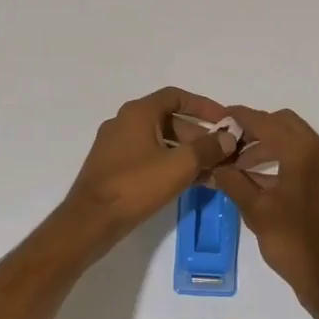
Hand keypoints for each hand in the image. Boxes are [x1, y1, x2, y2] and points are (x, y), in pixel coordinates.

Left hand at [61, 87, 239, 248]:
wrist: (91, 221)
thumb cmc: (135, 185)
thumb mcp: (179, 166)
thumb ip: (207, 149)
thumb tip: (228, 138)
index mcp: (138, 112)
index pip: (176, 97)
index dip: (204, 106)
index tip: (225, 121)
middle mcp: (125, 122)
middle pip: (169, 120)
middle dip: (198, 135)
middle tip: (222, 153)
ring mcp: (116, 146)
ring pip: (160, 141)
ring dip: (187, 153)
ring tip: (212, 172)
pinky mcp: (114, 167)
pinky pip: (148, 157)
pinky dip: (170, 164)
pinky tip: (190, 182)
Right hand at [211, 106, 318, 317]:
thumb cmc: (294, 244)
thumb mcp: (257, 212)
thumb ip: (234, 182)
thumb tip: (216, 167)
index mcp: (304, 153)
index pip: (267, 122)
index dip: (241, 117)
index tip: (221, 118)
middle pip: (285, 124)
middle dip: (257, 129)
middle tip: (231, 144)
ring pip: (297, 141)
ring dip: (270, 145)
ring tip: (241, 165)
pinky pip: (308, 158)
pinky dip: (285, 159)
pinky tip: (264, 180)